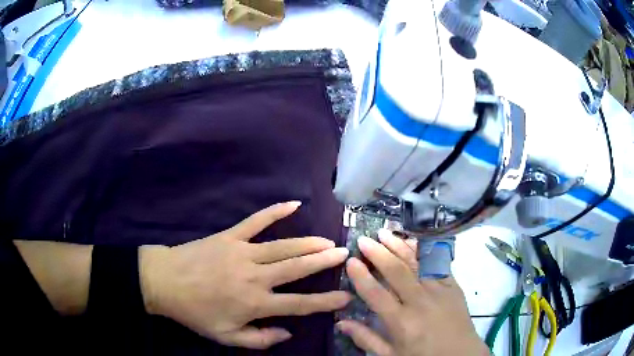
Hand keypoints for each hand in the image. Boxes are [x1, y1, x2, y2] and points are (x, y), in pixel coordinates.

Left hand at [140, 201, 350, 348]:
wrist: (165, 282)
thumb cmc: (195, 312)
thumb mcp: (226, 337)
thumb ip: (260, 339)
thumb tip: (288, 332)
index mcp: (255, 303)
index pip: (299, 304)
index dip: (325, 302)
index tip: (346, 297)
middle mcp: (255, 276)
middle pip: (297, 268)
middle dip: (324, 262)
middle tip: (344, 255)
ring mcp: (242, 252)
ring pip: (283, 246)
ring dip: (308, 243)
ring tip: (328, 241)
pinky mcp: (230, 236)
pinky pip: (255, 221)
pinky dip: (275, 211)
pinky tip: (293, 203)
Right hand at [338, 231, 487, 355]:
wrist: (460, 354)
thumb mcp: (391, 355)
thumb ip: (366, 339)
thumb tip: (341, 322)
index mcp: (402, 322)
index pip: (376, 294)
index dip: (361, 276)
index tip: (351, 261)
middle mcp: (419, 302)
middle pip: (396, 272)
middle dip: (377, 253)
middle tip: (363, 240)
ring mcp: (439, 290)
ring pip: (416, 263)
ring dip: (398, 246)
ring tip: (384, 233)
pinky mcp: (453, 285)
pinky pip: (437, 263)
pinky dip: (424, 251)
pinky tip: (413, 241)